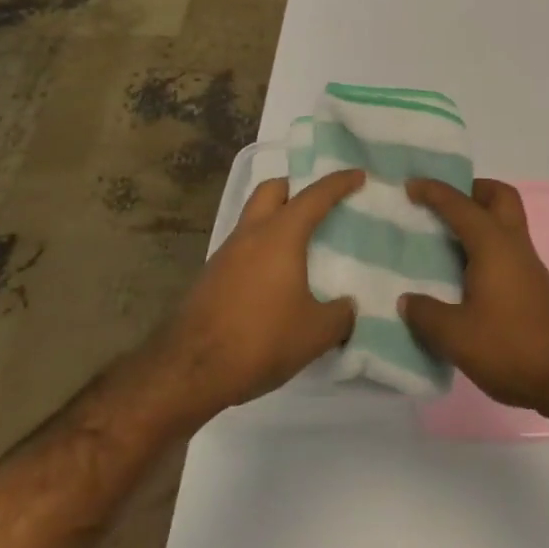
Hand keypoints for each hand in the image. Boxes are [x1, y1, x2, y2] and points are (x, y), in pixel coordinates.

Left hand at [156, 170, 363, 423]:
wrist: (190, 372)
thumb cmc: (261, 340)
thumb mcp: (316, 333)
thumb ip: (340, 315)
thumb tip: (346, 307)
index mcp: (280, 235)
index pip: (315, 196)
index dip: (339, 183)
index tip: (358, 175)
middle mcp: (250, 235)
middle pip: (272, 190)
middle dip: (296, 188)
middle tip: (319, 203)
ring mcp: (225, 255)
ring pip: (254, 219)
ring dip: (277, 220)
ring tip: (301, 245)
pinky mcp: (210, 278)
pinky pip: (243, 248)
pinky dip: (263, 249)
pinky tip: (275, 279)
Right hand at [400, 178, 548, 415]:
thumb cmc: (511, 346)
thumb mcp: (456, 336)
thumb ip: (427, 314)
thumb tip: (407, 301)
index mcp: (493, 244)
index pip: (460, 205)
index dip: (434, 191)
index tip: (410, 185)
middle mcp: (514, 244)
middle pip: (499, 197)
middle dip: (472, 190)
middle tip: (443, 205)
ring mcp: (528, 265)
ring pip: (506, 223)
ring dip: (480, 220)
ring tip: (445, 240)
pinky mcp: (533, 286)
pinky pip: (506, 249)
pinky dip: (485, 247)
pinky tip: (463, 274)